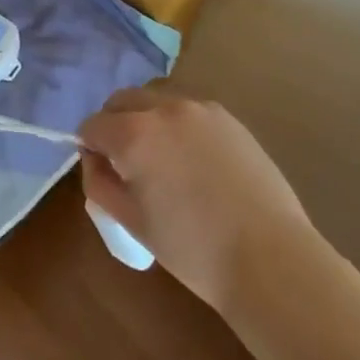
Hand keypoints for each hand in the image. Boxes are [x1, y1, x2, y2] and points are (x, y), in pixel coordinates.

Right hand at [78, 87, 313, 312]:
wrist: (269, 257)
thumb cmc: (191, 248)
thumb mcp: (130, 221)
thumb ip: (99, 183)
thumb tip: (95, 160)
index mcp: (134, 134)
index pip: (92, 126)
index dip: (90, 149)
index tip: (103, 173)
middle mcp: (164, 109)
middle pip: (122, 101)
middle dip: (114, 125)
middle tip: (126, 163)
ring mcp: (201, 109)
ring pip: (157, 101)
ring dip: (147, 120)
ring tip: (163, 161)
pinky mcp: (230, 119)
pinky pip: (189, 111)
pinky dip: (179, 126)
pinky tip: (195, 162)